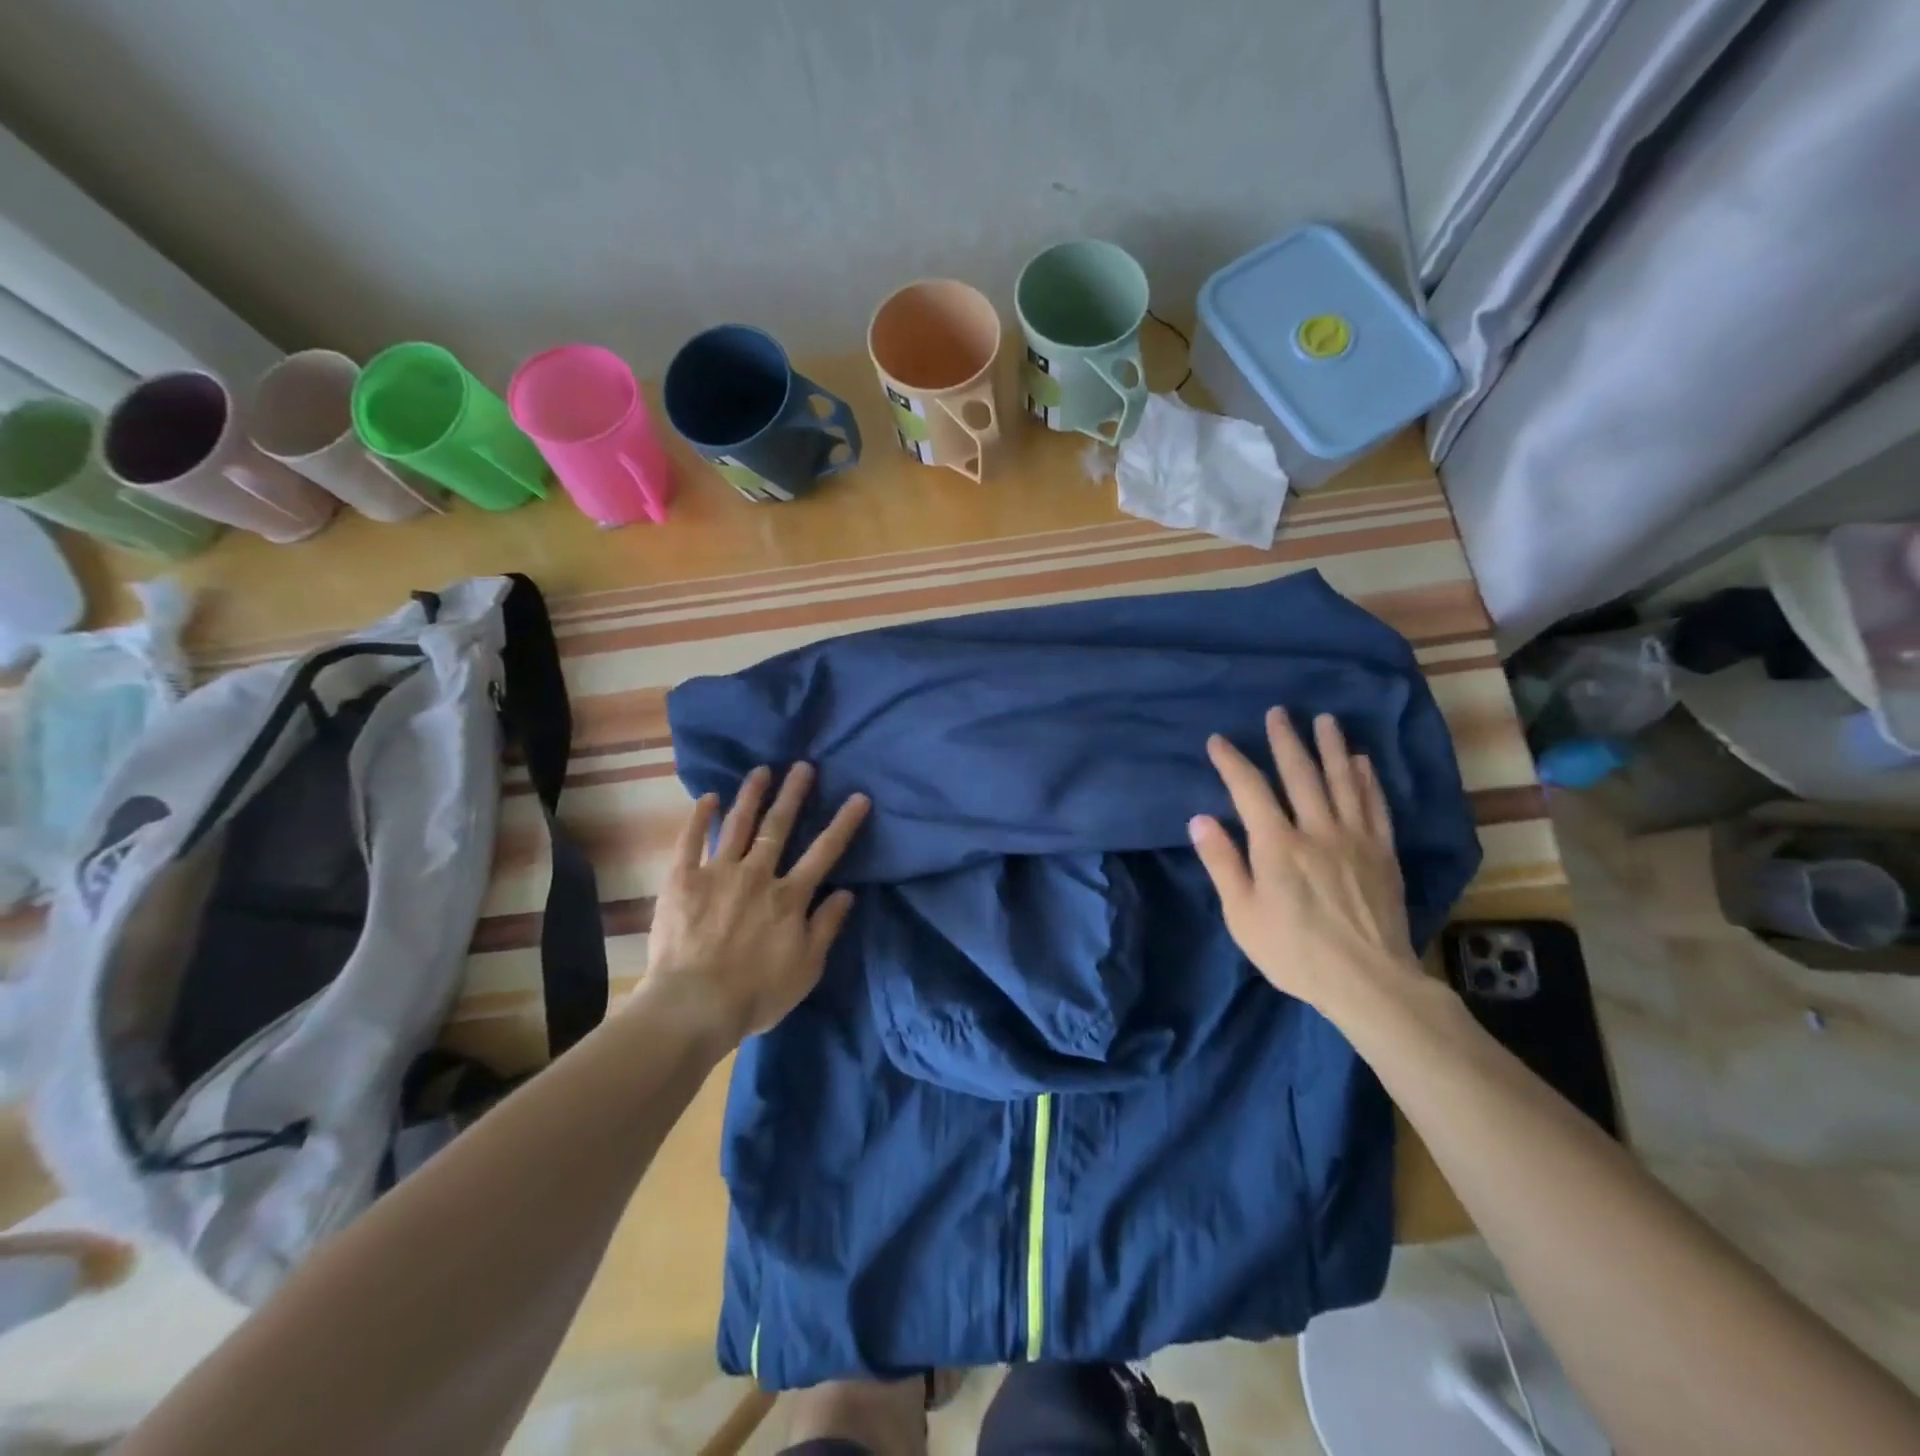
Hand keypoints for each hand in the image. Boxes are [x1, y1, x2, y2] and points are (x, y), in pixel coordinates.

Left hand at [642, 763, 869, 1045]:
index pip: (824, 852)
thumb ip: (826, 927)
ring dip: (752, 795)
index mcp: (789, 896)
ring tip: (761, 770)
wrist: (693, 1005)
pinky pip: (690, 841)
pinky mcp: (682, 880)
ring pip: (738, 824)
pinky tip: (708, 798)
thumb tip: (847, 893)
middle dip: (794, 794)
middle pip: (779, 826)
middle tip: (803, 766)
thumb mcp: (806, 968)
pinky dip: (699, 818)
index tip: (859, 797)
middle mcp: (757, 874)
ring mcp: (717, 873)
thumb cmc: (756, 993)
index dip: (844, 823)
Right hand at [1189, 708, 1423, 1021]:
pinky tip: (1363, 762)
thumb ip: (1222, 863)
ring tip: (1324, 720)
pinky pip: (1375, 806)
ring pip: (1342, 781)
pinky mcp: (1382, 853)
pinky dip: (1368, 780)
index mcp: (1277, 845)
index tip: (1218, 741)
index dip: (1232, 762)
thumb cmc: (1293, 951)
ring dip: (1331, 747)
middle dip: (1285, 741)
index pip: (1249, 790)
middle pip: (1299, 775)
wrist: (1367, 981)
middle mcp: (1317, 830)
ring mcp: (1355, 839)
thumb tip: (1200, 819)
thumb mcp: (1242, 914)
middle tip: (1278, 712)